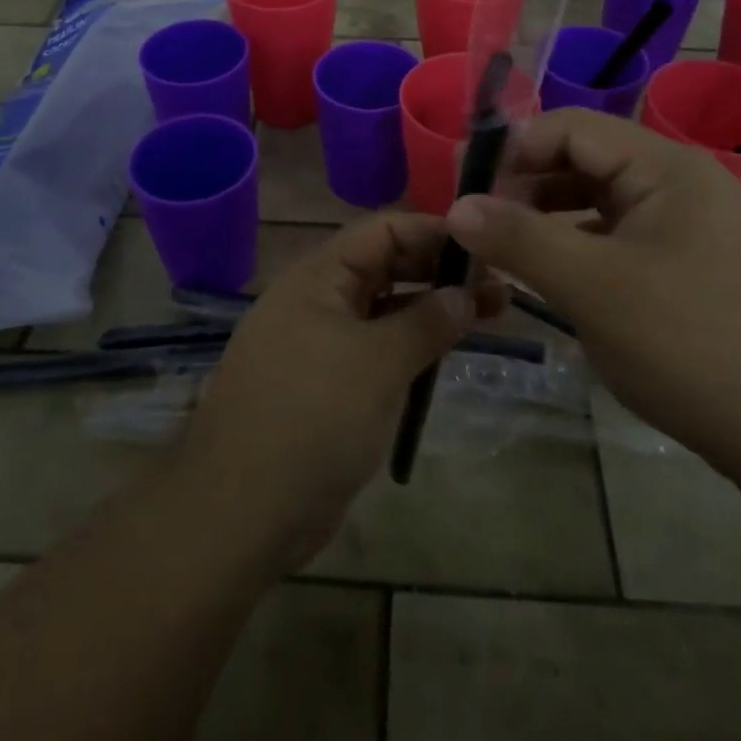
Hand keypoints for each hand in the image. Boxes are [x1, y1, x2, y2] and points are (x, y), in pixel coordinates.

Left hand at [176, 213, 492, 569]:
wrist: (242, 511)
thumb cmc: (313, 416)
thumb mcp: (378, 361)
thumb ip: (427, 321)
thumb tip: (466, 293)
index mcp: (318, 276)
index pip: (383, 230)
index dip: (433, 231)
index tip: (484, 246)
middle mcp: (317, 299)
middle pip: (385, 266)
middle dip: (439, 271)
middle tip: (498, 285)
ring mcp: (320, 343)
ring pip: (384, 310)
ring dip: (432, 309)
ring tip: (491, 314)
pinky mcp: (326, 385)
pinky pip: (375, 350)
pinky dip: (411, 346)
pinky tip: (447, 354)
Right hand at [445, 108, 740, 475]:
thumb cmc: (690, 348)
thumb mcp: (592, 288)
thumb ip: (519, 239)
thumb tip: (457, 206)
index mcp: (666, 168)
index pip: (572, 127)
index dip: (514, 148)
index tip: (467, 186)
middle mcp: (684, 181)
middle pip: (588, 159)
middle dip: (528, 183)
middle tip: (482, 222)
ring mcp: (696, 223)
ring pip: (605, 199)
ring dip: (553, 215)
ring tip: (509, 247)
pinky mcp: (699, 261)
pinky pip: (626, 234)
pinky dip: (584, 243)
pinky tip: (560, 273)